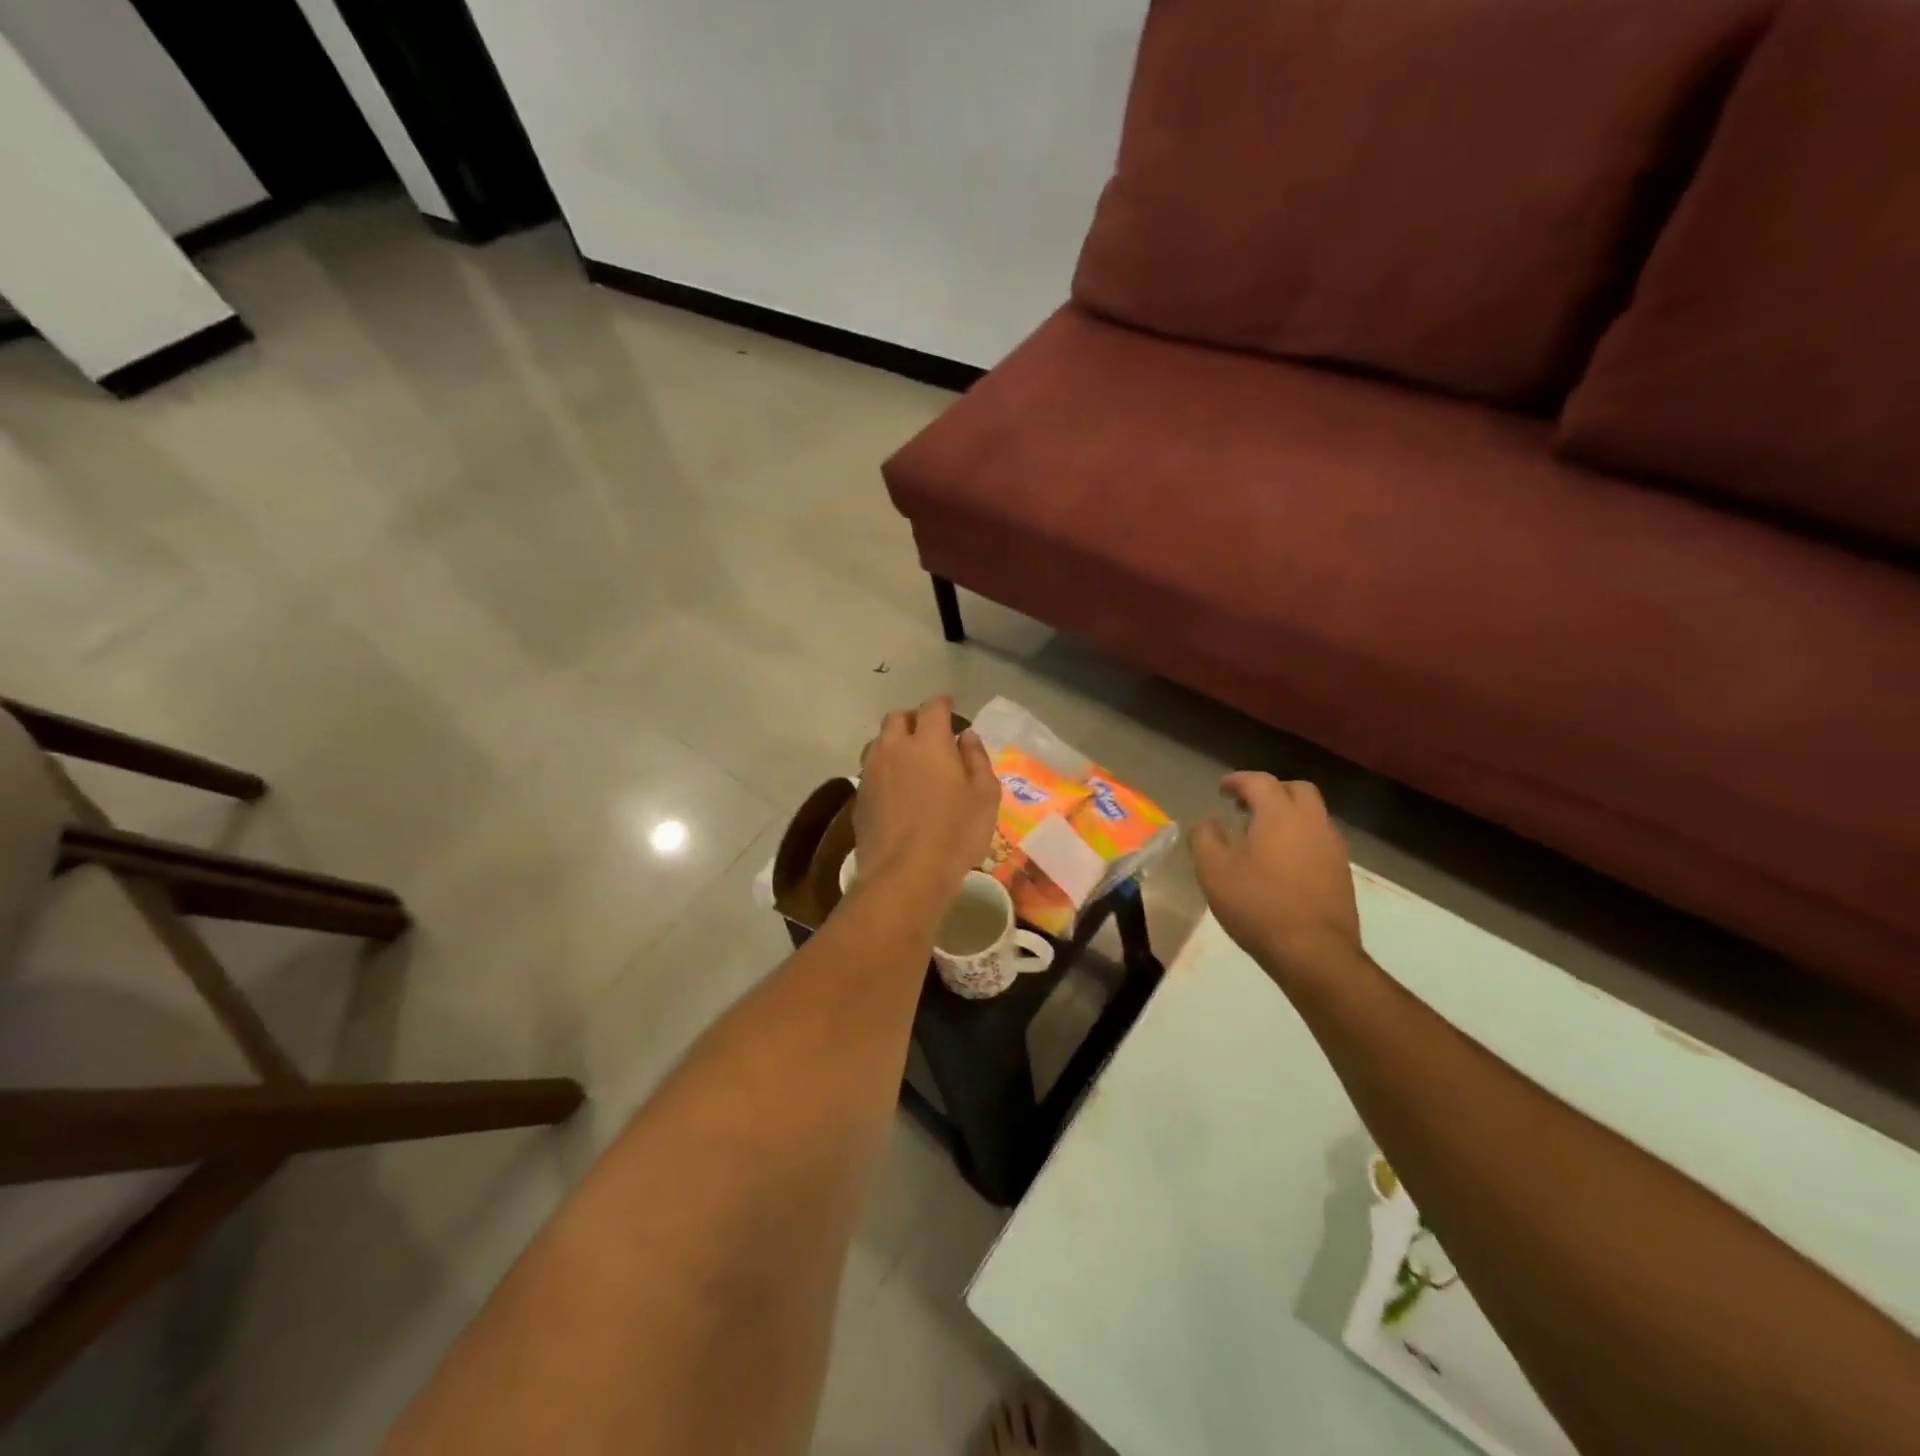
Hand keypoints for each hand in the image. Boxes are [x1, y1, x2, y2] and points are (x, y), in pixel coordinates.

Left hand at [854, 697, 998, 905]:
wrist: (904, 874)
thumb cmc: (955, 833)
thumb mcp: (985, 796)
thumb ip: (977, 759)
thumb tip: (966, 736)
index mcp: (928, 742)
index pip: (933, 708)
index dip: (943, 704)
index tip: (950, 707)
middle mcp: (894, 748)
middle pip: (897, 719)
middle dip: (913, 719)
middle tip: (929, 733)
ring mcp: (871, 772)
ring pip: (879, 742)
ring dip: (894, 742)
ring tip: (910, 760)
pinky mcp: (859, 797)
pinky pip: (871, 770)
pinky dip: (884, 769)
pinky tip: (896, 789)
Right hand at [1190, 773, 1361, 987]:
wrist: (1314, 952)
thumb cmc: (1257, 904)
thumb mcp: (1213, 871)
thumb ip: (1205, 838)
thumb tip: (1208, 822)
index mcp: (1279, 814)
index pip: (1259, 781)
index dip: (1238, 781)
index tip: (1222, 789)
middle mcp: (1311, 822)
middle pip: (1296, 790)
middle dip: (1271, 791)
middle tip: (1247, 807)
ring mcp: (1332, 847)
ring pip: (1312, 815)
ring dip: (1288, 815)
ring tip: (1262, 837)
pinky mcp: (1342, 872)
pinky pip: (1320, 840)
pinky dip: (1300, 838)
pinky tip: (1282, 863)